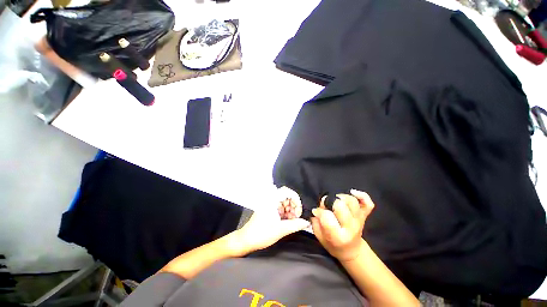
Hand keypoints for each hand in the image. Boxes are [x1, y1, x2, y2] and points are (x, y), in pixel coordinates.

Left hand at [234, 187, 309, 254]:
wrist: (246, 240)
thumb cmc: (262, 233)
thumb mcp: (280, 230)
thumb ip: (295, 225)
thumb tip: (306, 222)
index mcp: (272, 200)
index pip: (287, 191)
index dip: (295, 199)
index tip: (298, 210)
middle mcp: (270, 199)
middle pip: (286, 197)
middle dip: (293, 207)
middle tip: (297, 218)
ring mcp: (269, 205)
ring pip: (284, 203)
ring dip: (290, 211)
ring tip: (293, 222)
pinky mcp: (269, 210)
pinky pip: (280, 208)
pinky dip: (286, 214)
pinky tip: (288, 222)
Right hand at [311, 189, 374, 261]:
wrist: (351, 251)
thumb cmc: (332, 244)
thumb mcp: (319, 237)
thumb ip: (315, 222)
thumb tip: (316, 209)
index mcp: (338, 236)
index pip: (327, 216)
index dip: (320, 211)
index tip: (318, 213)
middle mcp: (351, 227)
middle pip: (340, 205)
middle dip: (329, 202)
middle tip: (326, 206)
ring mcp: (359, 220)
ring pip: (352, 201)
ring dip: (340, 197)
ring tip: (335, 201)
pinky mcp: (364, 216)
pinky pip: (368, 203)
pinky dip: (362, 195)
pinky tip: (353, 192)